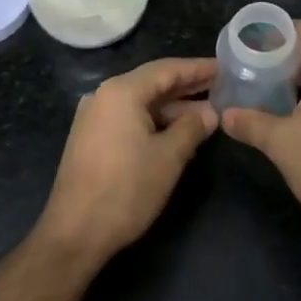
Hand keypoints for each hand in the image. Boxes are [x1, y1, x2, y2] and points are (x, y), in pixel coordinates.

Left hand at [36, 57, 217, 264]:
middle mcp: (104, 96)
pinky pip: (129, 118)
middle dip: (187, 86)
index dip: (198, 68)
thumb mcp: (168, 157)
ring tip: (207, 113)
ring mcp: (94, 117)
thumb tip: (211, 113)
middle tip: (221, 87)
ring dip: (172, 107)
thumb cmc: (126, 189)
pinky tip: (178, 131)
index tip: (224, 67)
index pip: (167, 69)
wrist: (75, 232)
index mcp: (121, 92)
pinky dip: (154, 121)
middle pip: (152, 83)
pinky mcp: (91, 138)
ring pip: (141, 103)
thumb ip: (192, 128)